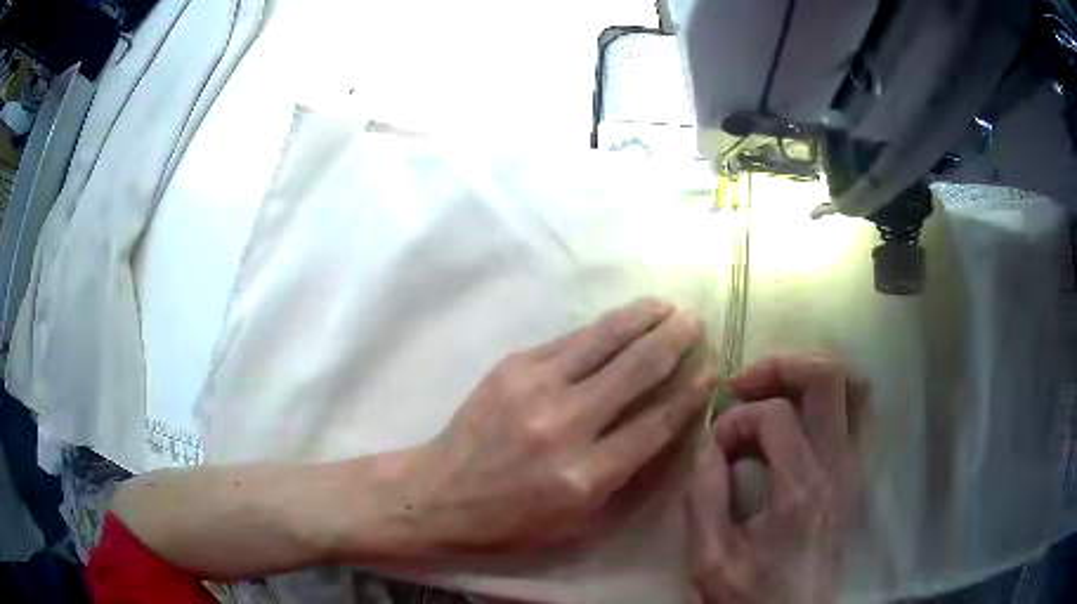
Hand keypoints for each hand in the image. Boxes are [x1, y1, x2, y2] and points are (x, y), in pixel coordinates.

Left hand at [404, 298, 715, 553]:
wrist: (440, 494)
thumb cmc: (514, 521)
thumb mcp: (582, 524)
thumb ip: (632, 479)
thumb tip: (672, 427)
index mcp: (588, 475)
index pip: (659, 420)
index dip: (693, 390)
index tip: (713, 368)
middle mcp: (567, 424)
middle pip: (638, 368)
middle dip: (675, 340)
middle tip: (696, 322)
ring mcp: (536, 387)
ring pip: (605, 339)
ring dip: (643, 317)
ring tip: (667, 306)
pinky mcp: (512, 366)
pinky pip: (570, 338)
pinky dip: (603, 327)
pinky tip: (622, 320)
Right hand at [686, 356, 867, 603]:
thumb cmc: (752, 595)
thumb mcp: (710, 559)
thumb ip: (705, 497)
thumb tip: (709, 445)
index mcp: (801, 490)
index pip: (775, 416)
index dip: (737, 419)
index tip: (714, 446)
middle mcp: (839, 468)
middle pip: (829, 379)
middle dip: (781, 368)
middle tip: (744, 386)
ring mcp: (855, 467)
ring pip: (854, 387)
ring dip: (812, 375)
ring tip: (774, 391)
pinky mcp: (858, 473)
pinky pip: (858, 411)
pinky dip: (830, 397)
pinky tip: (800, 416)